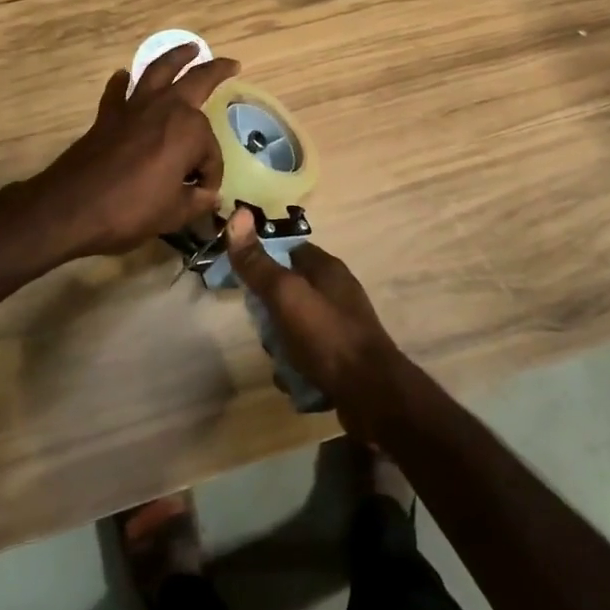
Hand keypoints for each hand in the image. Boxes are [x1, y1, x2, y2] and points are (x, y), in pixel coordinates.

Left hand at [23, 44, 239, 259]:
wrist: (71, 207)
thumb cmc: (130, 210)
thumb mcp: (174, 214)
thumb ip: (197, 201)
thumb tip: (208, 195)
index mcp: (189, 130)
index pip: (211, 153)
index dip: (210, 176)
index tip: (202, 195)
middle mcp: (166, 108)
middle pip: (197, 81)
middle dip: (216, 71)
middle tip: (231, 64)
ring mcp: (134, 108)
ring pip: (159, 71)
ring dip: (176, 57)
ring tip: (189, 48)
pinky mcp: (108, 115)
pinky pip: (118, 92)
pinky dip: (122, 83)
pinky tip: (124, 76)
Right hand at [225, 209, 410, 438]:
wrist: (372, 394)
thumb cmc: (327, 336)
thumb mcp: (286, 295)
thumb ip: (259, 264)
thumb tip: (238, 215)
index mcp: (327, 268)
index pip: (288, 251)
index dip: (263, 262)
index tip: (243, 282)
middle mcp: (337, 291)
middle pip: (289, 292)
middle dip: (270, 314)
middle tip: (264, 331)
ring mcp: (341, 325)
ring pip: (296, 327)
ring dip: (282, 346)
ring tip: (280, 362)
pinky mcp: (343, 357)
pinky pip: (308, 355)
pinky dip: (298, 368)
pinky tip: (295, 382)